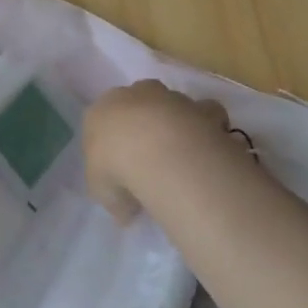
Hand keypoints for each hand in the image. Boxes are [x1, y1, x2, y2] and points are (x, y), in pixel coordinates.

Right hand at [83, 79, 245, 220]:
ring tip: (182, 159)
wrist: (158, 150)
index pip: (101, 123)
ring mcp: (168, 97)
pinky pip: (206, 115)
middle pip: (137, 106)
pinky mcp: (199, 106)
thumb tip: (126, 211)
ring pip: (172, 106)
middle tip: (150, 160)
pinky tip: (207, 150)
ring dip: (176, 125)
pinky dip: (208, 128)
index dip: (112, 146)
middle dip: (143, 126)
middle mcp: (132, 95)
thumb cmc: (115, 166)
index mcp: (100, 112)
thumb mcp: (102, 192)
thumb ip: (114, 197)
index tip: (119, 170)